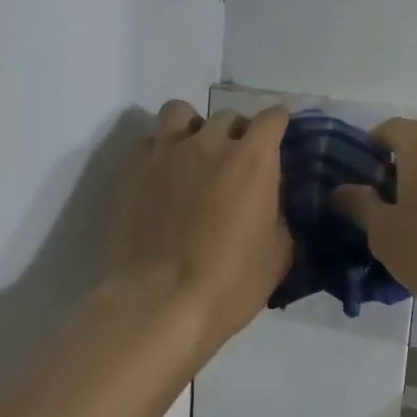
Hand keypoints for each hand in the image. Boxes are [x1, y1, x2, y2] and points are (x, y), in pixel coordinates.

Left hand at [106, 100, 292, 355]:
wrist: (160, 304)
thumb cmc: (231, 282)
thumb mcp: (278, 254)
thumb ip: (280, 215)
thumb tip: (274, 201)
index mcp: (253, 159)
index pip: (274, 117)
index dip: (280, 123)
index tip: (282, 136)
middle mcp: (210, 143)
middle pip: (228, 115)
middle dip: (239, 132)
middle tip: (238, 161)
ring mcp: (167, 153)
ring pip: (180, 112)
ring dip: (194, 126)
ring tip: (195, 153)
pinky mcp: (134, 170)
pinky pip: (150, 140)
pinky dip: (162, 148)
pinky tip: (166, 175)